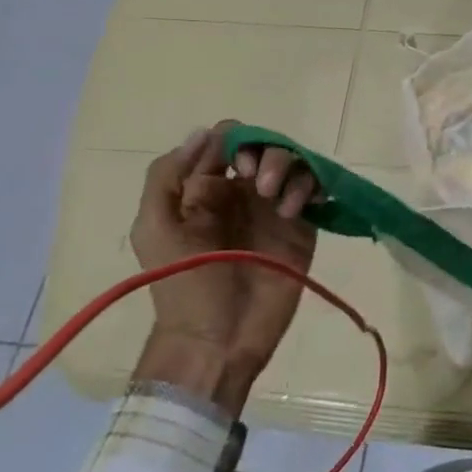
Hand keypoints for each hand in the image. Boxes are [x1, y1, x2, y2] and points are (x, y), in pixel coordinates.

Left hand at [128, 123, 318, 412]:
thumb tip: (204, 132)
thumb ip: (168, 176)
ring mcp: (276, 208)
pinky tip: (299, 211)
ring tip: (283, 204)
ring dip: (292, 170)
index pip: (228, 140)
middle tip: (262, 185)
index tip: (238, 167)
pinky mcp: (303, 226)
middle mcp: (244, 192)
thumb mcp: (156, 229)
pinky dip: (313, 188)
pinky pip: (316, 190)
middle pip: (267, 146)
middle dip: (270, 154)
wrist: (219, 339)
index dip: (237, 141)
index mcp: (206, 188)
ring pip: (296, 163)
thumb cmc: (183, 286)